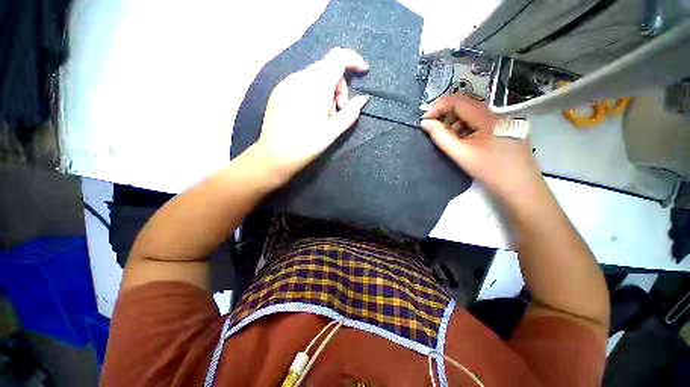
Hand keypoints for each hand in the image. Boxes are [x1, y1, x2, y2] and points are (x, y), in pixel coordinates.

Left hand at [251, 48, 369, 182]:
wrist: (275, 156)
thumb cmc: (308, 145)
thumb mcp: (334, 131)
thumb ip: (351, 112)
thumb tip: (364, 98)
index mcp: (315, 86)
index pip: (338, 57)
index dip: (354, 60)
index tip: (363, 72)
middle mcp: (299, 78)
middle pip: (327, 67)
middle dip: (339, 85)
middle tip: (339, 109)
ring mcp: (286, 83)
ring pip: (315, 75)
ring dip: (326, 90)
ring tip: (324, 115)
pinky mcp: (279, 91)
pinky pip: (302, 83)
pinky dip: (313, 92)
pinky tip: (310, 113)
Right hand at [420, 93, 543, 200]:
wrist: (520, 187)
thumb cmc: (489, 171)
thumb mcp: (460, 154)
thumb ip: (440, 136)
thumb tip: (425, 123)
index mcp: (487, 116)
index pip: (457, 100)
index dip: (438, 107)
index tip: (425, 121)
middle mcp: (497, 112)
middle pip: (465, 105)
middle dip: (446, 116)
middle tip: (436, 132)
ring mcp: (503, 119)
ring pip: (472, 113)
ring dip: (456, 123)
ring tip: (451, 140)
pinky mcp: (506, 127)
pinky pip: (481, 121)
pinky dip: (467, 128)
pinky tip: (465, 141)